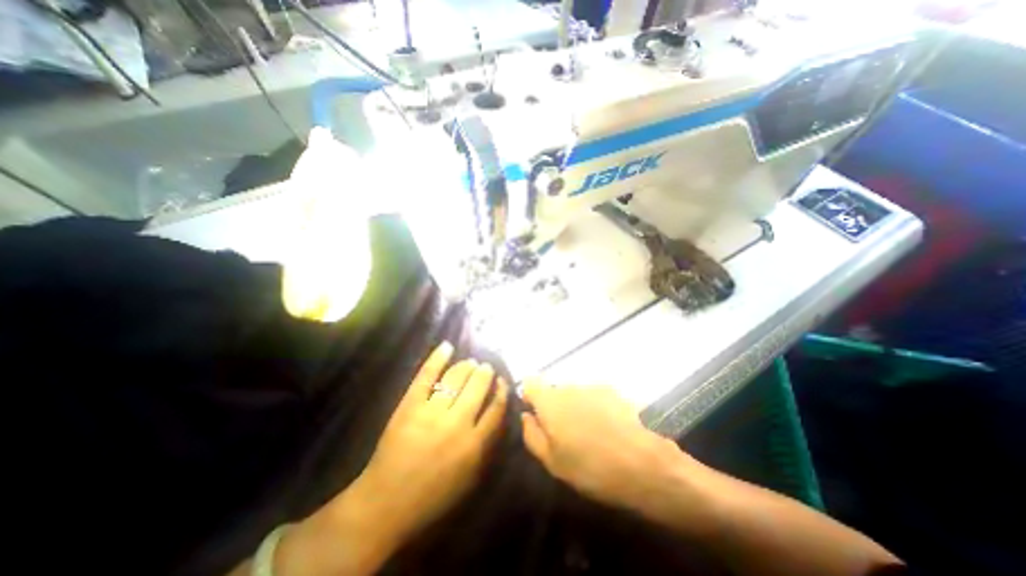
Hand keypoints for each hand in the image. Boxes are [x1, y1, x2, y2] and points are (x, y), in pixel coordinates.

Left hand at [273, 343, 503, 572]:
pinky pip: (426, 375)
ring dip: (466, 366)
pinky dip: (437, 358)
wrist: (385, 504)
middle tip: (486, 368)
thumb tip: (497, 415)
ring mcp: (432, 412)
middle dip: (485, 373)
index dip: (502, 391)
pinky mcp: (410, 405)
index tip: (502, 382)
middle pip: (478, 388)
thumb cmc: (431, 496)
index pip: (496, 408)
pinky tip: (447, 346)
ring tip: (470, 362)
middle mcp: (457, 424)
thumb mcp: (469, 478)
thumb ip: (487, 447)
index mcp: (474, 444)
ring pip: (456, 378)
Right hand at [523, 382, 696, 511]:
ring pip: (575, 394)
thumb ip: (532, 434)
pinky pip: (595, 397)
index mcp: (550, 400)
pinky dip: (595, 408)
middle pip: (554, 390)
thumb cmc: (590, 467)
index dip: (529, 396)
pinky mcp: (614, 392)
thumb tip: (526, 416)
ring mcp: (593, 387)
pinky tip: (608, 430)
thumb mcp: (551, 461)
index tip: (535, 415)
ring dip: (576, 408)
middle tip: (565, 434)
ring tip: (590, 434)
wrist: (643, 464)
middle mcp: (569, 386)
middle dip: (555, 407)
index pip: (530, 383)